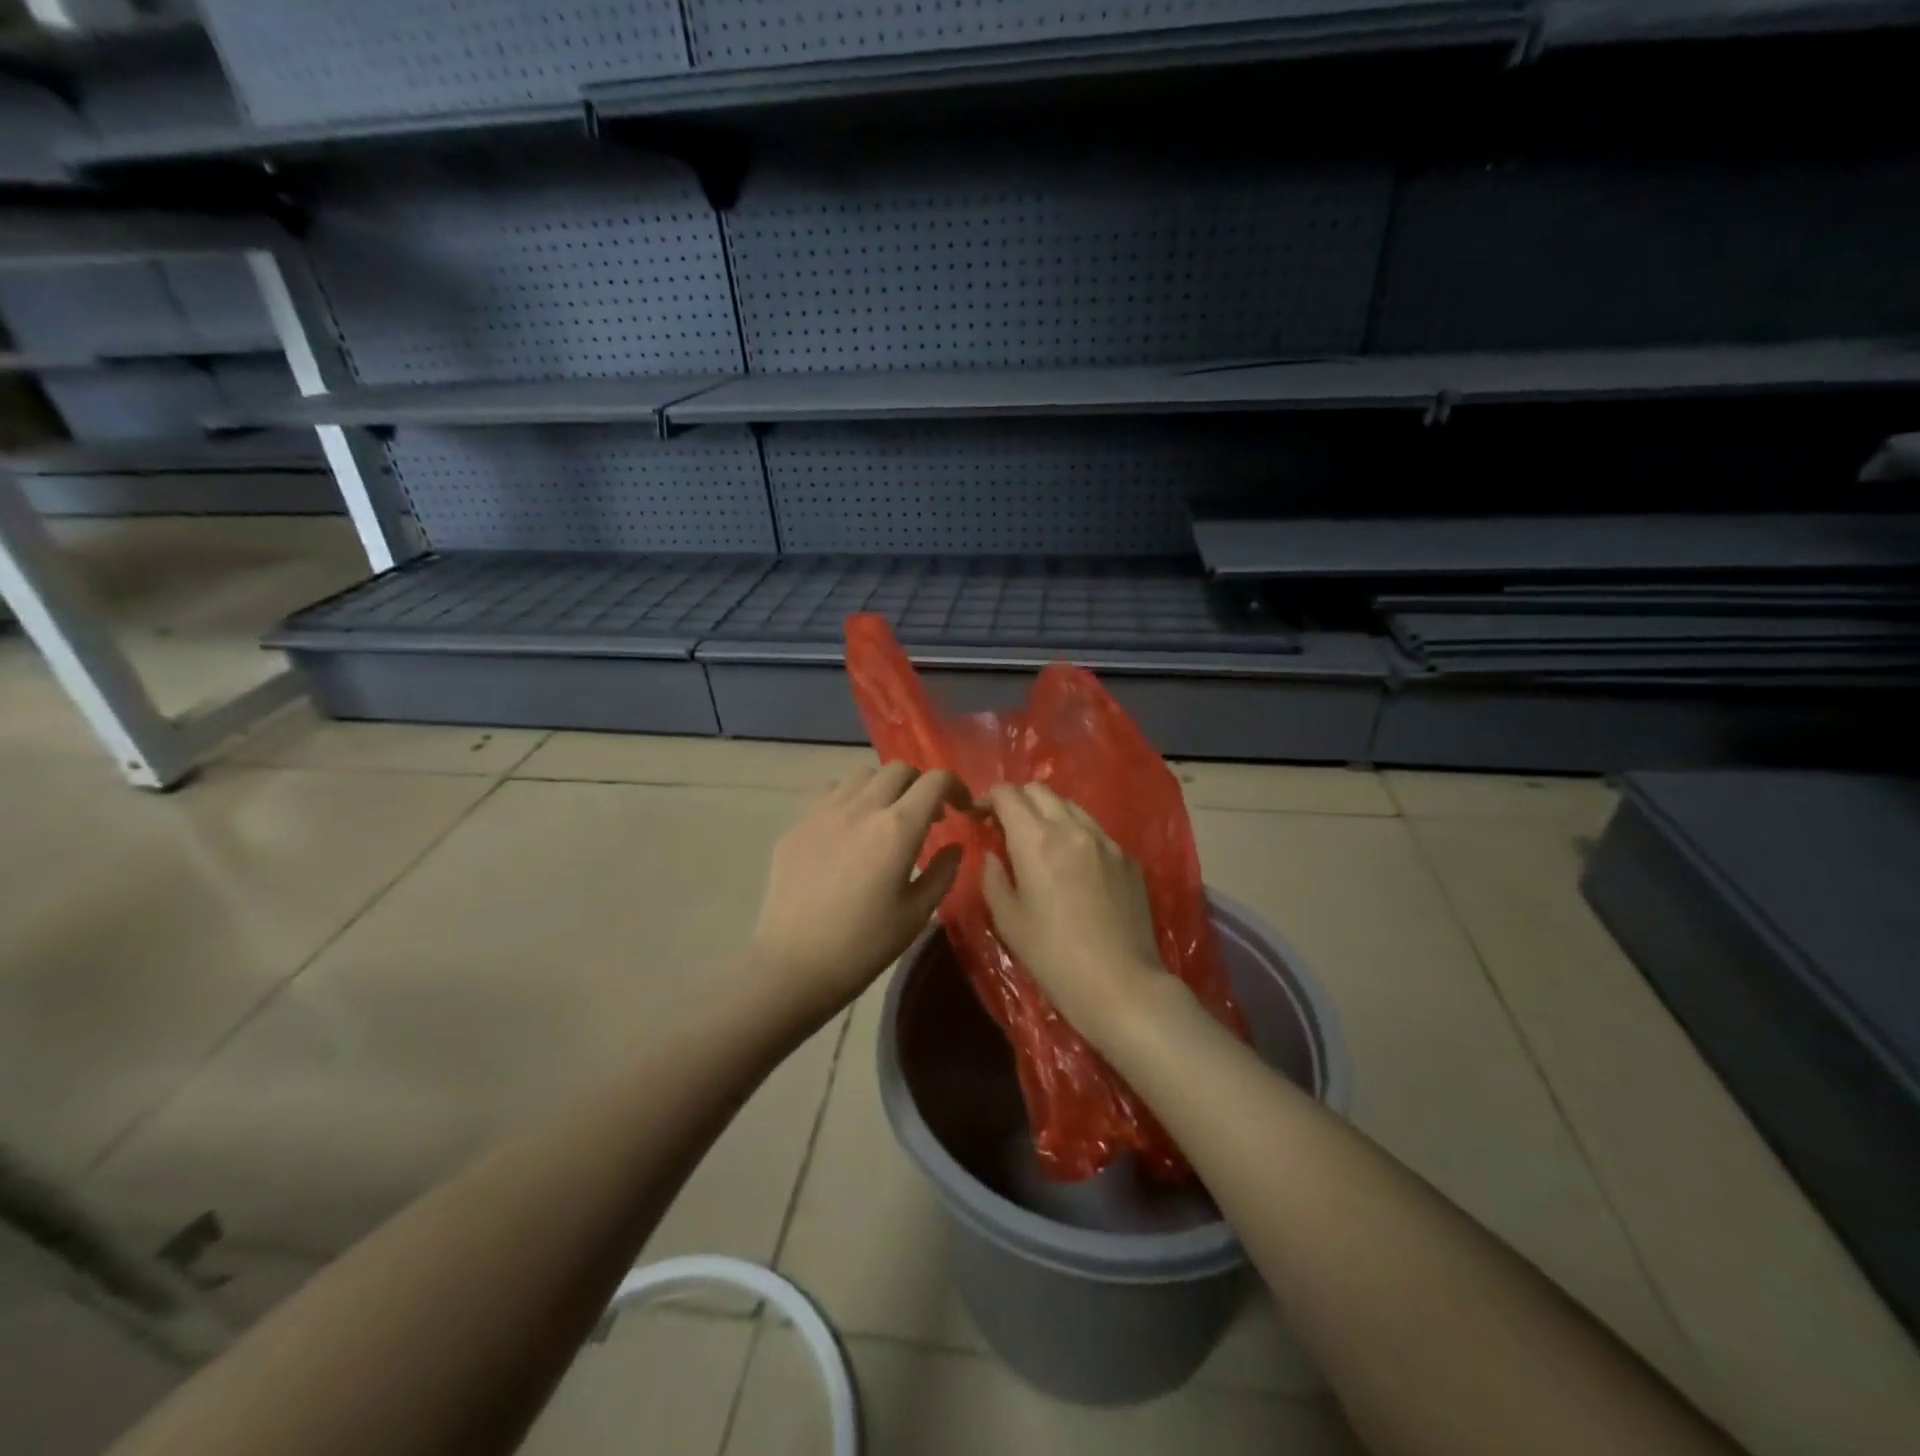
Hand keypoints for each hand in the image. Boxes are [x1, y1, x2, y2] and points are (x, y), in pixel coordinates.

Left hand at [750, 763, 970, 1021]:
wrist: (794, 964)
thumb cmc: (863, 945)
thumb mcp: (916, 914)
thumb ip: (942, 872)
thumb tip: (954, 846)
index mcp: (897, 829)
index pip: (934, 781)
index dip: (955, 786)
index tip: (960, 808)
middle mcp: (861, 808)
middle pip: (899, 769)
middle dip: (920, 785)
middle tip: (925, 816)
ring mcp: (824, 811)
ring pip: (862, 775)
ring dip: (884, 788)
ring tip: (885, 818)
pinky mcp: (798, 824)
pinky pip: (830, 792)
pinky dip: (850, 798)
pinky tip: (849, 828)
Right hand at [981, 782, 1174, 1050]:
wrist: (1121, 985)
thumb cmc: (1054, 957)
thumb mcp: (1009, 920)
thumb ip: (994, 878)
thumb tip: (993, 855)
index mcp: (1037, 841)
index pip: (1008, 794)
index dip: (988, 798)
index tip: (979, 815)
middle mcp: (1072, 828)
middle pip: (1039, 790)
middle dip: (1017, 800)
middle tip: (1005, 826)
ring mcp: (1105, 840)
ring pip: (1070, 805)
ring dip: (1048, 812)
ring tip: (1039, 841)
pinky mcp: (1127, 858)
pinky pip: (1095, 830)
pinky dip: (1075, 832)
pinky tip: (1072, 863)